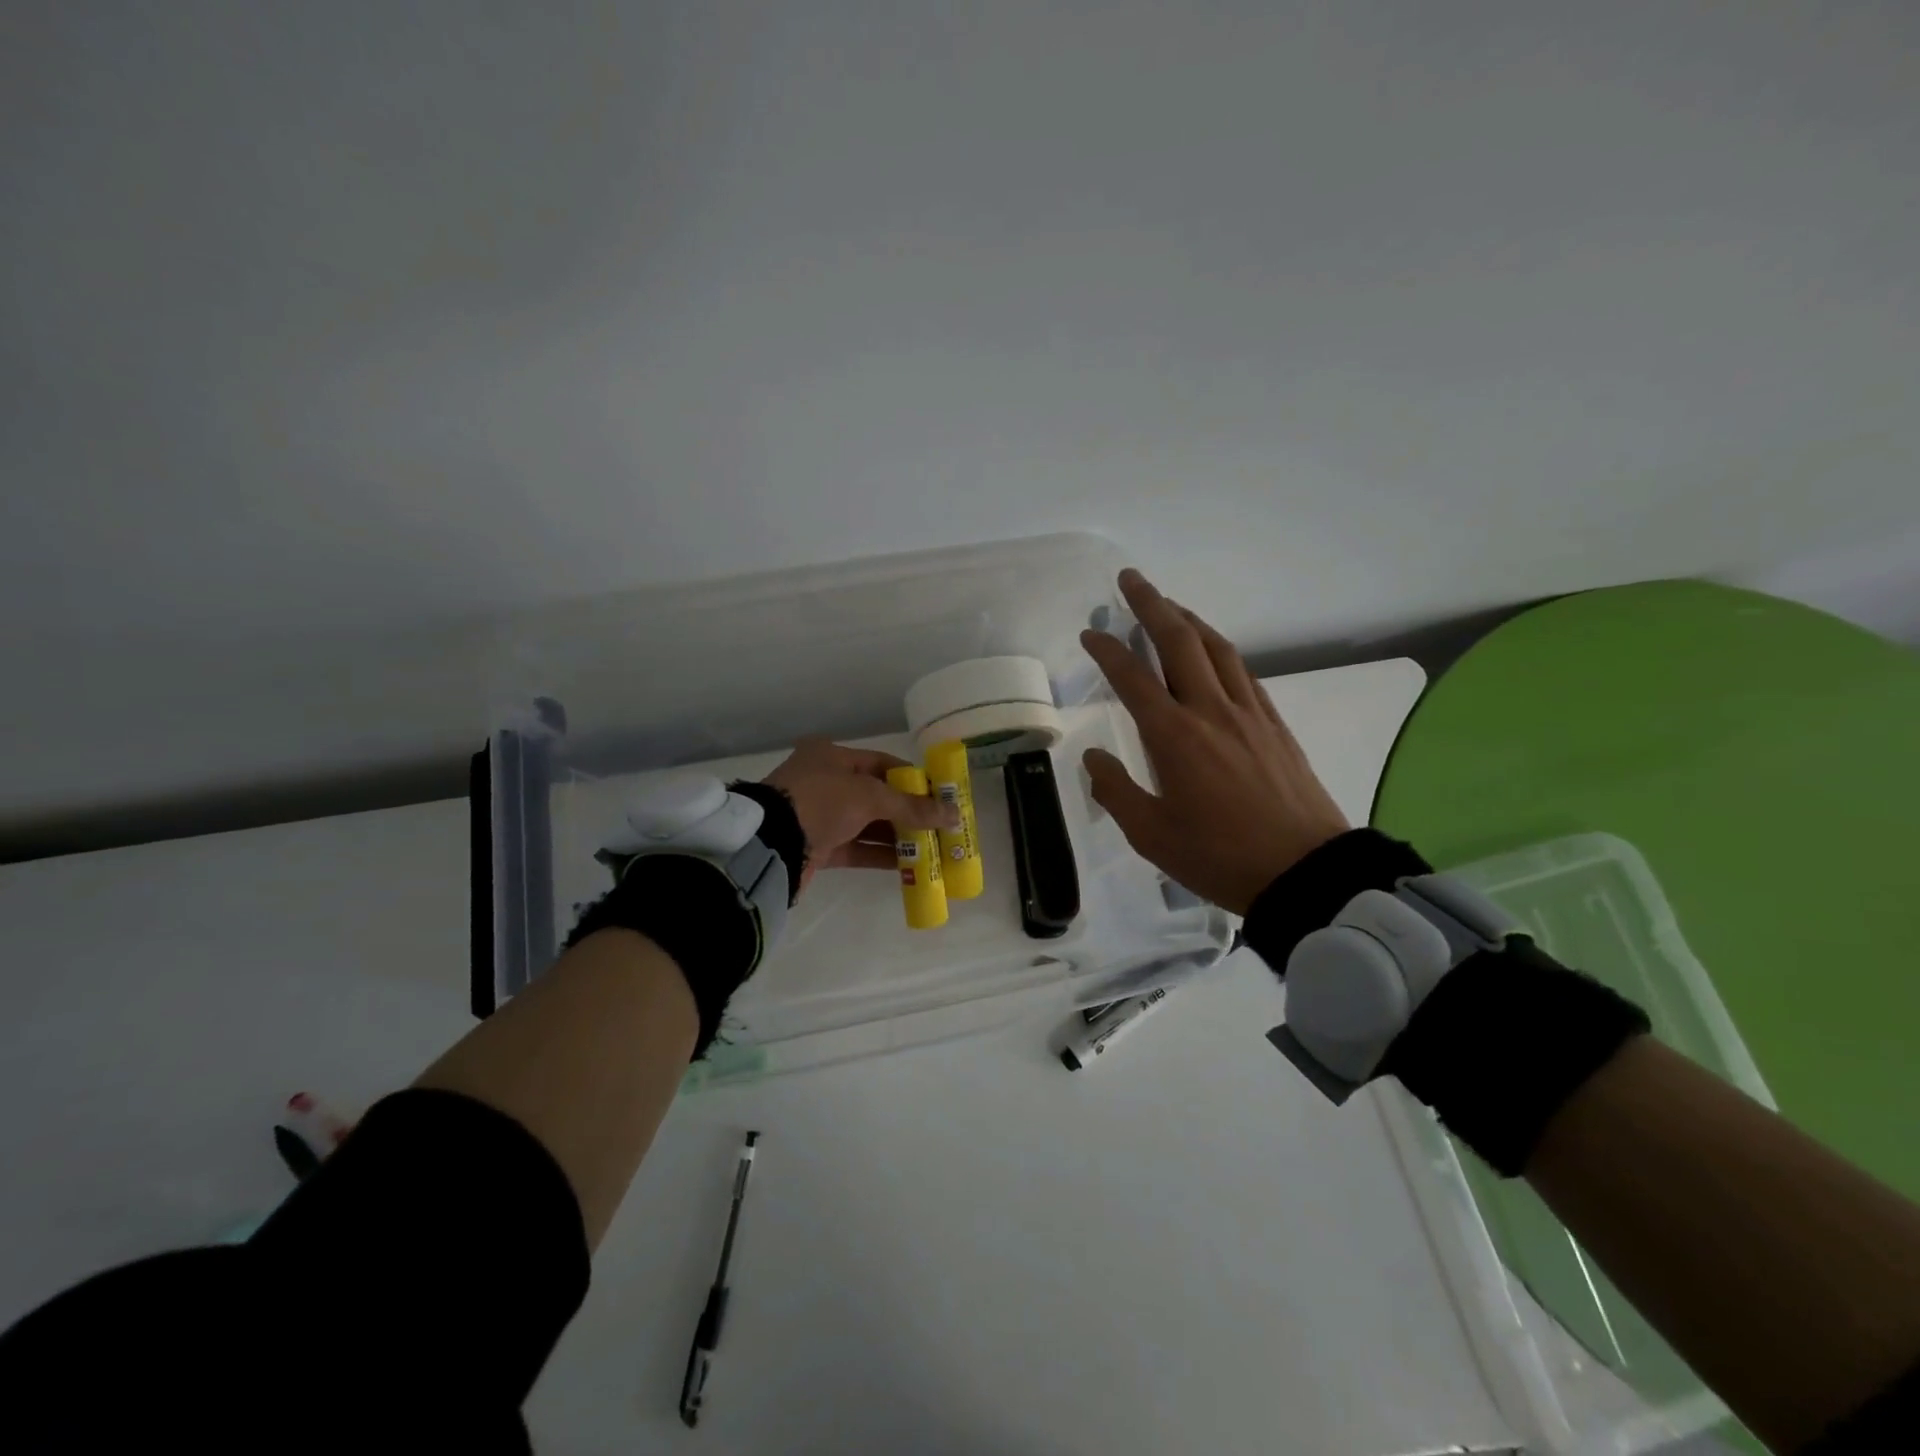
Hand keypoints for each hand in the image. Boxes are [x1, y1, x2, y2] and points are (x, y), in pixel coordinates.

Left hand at [763, 738, 956, 894]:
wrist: (769, 844)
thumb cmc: (820, 802)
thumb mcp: (869, 797)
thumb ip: (912, 807)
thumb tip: (954, 814)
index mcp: (833, 756)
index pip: (883, 764)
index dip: (913, 781)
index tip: (941, 797)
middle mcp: (825, 782)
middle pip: (877, 796)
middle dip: (909, 812)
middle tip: (941, 827)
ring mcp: (820, 816)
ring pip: (868, 824)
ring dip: (897, 836)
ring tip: (932, 849)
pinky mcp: (817, 846)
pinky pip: (856, 847)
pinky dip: (880, 855)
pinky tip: (908, 865)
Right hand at [1078, 569, 1349, 913]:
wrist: (1306, 872)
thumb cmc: (1220, 856)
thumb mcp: (1152, 835)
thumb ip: (1116, 791)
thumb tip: (1093, 758)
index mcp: (1175, 736)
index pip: (1133, 677)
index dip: (1107, 650)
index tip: (1089, 634)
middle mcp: (1211, 710)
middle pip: (1180, 641)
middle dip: (1151, 604)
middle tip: (1130, 579)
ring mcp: (1249, 712)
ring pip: (1216, 648)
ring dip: (1189, 618)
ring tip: (1168, 605)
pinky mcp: (1274, 723)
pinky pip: (1243, 671)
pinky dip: (1219, 649)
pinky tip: (1212, 652)